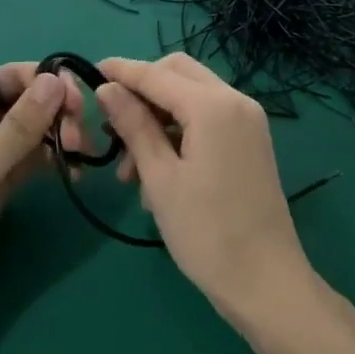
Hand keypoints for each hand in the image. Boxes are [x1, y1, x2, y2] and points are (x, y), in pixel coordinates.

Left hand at [0, 63, 82, 353]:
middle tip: (80, 140)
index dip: (45, 82)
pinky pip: (27, 161)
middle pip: (22, 103)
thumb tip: (55, 79)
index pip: (7, 78)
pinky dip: (49, 161)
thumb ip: (19, 126)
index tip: (78, 102)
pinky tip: (72, 171)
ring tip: (81, 156)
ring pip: (28, 133)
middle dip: (54, 113)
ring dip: (56, 137)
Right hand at [94, 54, 315, 328]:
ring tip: (128, 170)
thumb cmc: (206, 232)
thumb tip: (107, 88)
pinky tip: (156, 172)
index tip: (88, 71)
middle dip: (142, 90)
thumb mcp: (160, 178)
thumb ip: (133, 126)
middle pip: (178, 73)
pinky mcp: (250, 140)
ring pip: (191, 96)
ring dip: (157, 117)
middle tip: (111, 122)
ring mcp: (247, 120)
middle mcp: (235, 100)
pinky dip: (179, 131)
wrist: (266, 282)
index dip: (121, 71)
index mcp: (212, 105)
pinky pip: (207, 118)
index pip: (156, 74)